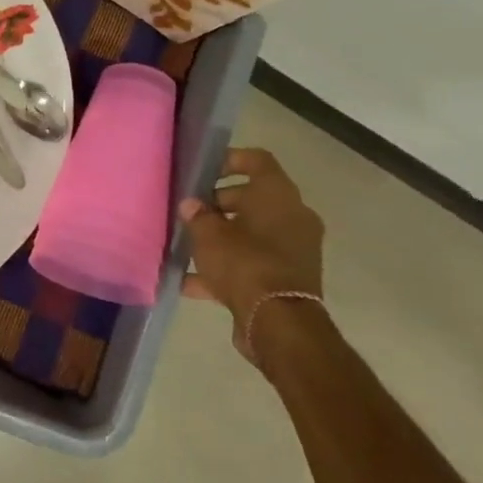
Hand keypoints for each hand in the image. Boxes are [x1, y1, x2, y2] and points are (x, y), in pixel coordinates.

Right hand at [180, 148, 324, 361]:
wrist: (278, 322)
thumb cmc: (244, 263)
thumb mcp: (208, 234)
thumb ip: (197, 216)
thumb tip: (192, 206)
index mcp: (278, 196)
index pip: (257, 160)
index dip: (229, 160)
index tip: (203, 172)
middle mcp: (293, 217)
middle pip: (252, 198)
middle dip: (218, 204)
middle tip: (190, 213)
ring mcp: (294, 249)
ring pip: (252, 232)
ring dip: (222, 237)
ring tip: (188, 247)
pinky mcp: (289, 277)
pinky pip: (254, 262)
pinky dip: (228, 267)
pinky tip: (191, 281)